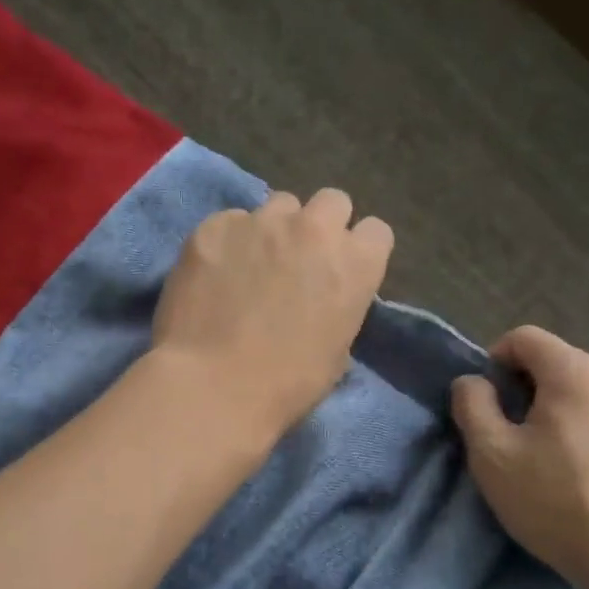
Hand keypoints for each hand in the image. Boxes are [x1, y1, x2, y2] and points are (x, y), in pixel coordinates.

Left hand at [153, 189, 393, 438]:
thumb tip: (323, 299)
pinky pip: (230, 222)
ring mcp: (261, 222)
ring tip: (251, 264)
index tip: (341, 270)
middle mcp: (314, 228)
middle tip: (299, 259)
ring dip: (274, 229)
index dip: (358, 250)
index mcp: (355, 263)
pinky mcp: (213, 227)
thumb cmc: (285, 386)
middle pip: (331, 201)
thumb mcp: (336, 352)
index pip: (376, 231)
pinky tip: (212, 275)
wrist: (212, 387)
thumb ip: (339, 306)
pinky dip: (228, 242)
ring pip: (278, 205)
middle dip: (320, 225)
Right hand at [451, 326, 588, 588]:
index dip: (496, 360)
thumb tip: (474, 382)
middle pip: (559, 365)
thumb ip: (472, 404)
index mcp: (576, 372)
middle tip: (516, 438)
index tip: (488, 402)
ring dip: (564, 412)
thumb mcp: (492, 454)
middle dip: (530, 390)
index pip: (525, 338)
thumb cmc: (556, 502)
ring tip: (554, 460)